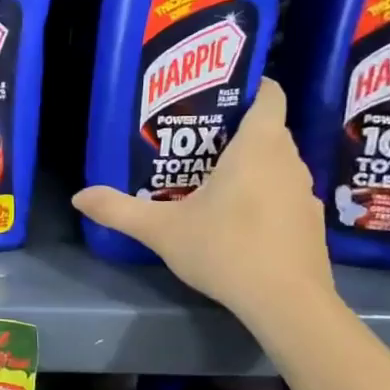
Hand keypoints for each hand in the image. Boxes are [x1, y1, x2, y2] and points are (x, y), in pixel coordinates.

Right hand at [72, 78, 334, 319]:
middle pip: (268, 130)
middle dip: (235, 130)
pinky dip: (264, 196)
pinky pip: (285, 194)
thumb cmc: (225, 249)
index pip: (269, 95)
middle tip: (194, 141)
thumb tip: (78, 196)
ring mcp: (305, 193)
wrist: (287, 303)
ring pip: (277, 164)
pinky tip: (238, 220)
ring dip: (251, 165)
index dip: (249, 86)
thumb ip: (118, 210)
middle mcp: (288, 161)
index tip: (218, 93)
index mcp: (258, 147)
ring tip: (210, 179)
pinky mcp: (311, 223)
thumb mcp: (161, 229)